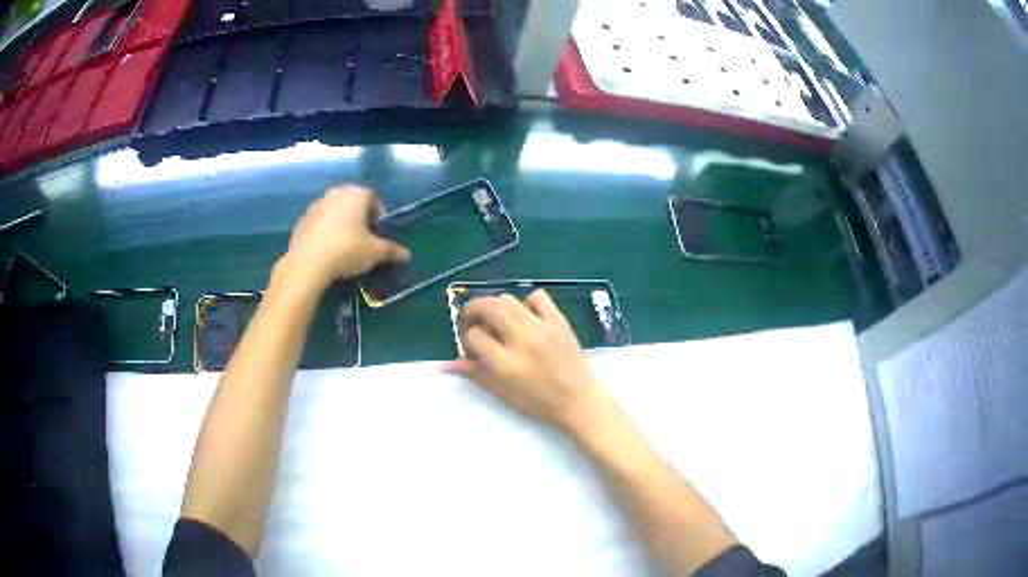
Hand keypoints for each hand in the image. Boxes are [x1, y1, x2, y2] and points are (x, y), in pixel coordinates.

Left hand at [279, 186, 409, 289]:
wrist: (308, 263)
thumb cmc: (347, 249)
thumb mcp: (375, 252)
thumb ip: (391, 250)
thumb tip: (406, 255)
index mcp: (356, 194)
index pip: (373, 198)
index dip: (378, 214)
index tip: (379, 232)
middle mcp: (335, 193)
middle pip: (352, 203)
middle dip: (359, 217)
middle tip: (363, 238)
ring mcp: (315, 206)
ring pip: (334, 212)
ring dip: (340, 223)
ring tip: (344, 246)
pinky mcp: (301, 221)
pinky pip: (318, 223)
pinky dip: (324, 232)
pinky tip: (327, 251)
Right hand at [443, 290, 607, 428]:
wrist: (579, 400)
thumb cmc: (539, 403)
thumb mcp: (502, 393)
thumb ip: (474, 374)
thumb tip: (444, 365)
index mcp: (506, 363)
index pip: (474, 336)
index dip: (468, 340)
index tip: (473, 349)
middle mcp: (521, 339)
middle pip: (487, 307)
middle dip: (473, 311)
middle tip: (474, 323)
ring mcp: (542, 327)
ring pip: (507, 299)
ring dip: (496, 308)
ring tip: (499, 323)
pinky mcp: (558, 320)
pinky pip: (537, 297)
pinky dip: (527, 303)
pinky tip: (526, 318)